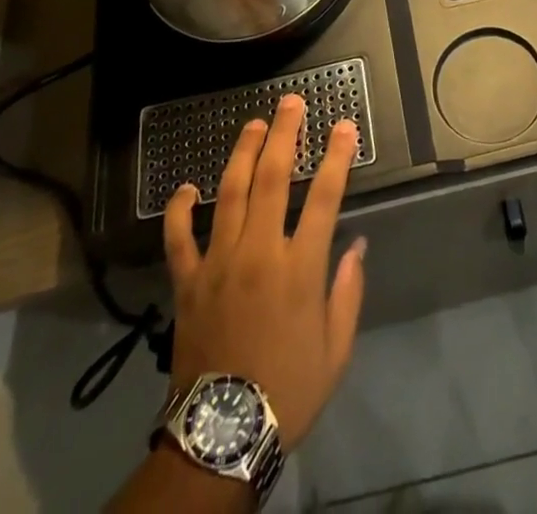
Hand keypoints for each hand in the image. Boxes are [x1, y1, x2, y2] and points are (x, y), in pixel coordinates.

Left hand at [162, 95, 365, 449]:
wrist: (221, 435)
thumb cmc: (288, 389)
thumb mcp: (336, 349)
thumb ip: (348, 291)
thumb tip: (356, 244)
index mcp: (299, 268)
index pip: (325, 196)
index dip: (338, 157)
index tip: (345, 126)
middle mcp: (259, 253)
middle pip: (273, 178)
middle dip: (285, 134)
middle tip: (292, 102)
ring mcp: (219, 263)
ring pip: (230, 193)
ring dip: (244, 152)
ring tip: (255, 124)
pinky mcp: (188, 281)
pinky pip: (180, 238)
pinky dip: (181, 209)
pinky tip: (188, 186)